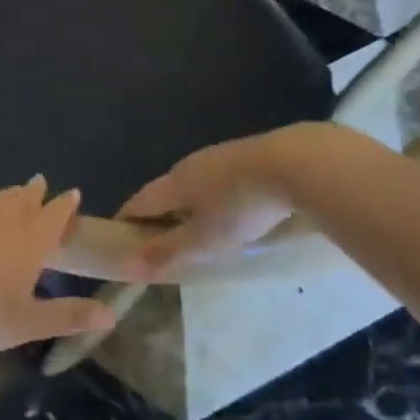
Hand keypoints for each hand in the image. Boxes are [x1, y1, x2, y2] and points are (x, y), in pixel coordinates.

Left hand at [0, 178, 115, 350]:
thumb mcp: (30, 322)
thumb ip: (69, 316)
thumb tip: (111, 315)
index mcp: (32, 240)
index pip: (55, 215)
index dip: (66, 205)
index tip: (73, 194)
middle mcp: (4, 220)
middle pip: (24, 198)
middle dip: (35, 191)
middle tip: (40, 183)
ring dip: (6, 194)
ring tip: (11, 193)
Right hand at [118, 132, 297, 276]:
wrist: (296, 163)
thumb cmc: (241, 206)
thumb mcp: (204, 239)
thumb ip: (168, 251)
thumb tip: (128, 265)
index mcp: (172, 184)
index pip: (137, 203)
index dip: (126, 222)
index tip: (123, 243)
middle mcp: (187, 165)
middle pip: (163, 191)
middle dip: (159, 215)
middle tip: (164, 242)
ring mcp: (217, 156)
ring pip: (192, 184)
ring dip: (189, 205)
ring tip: (200, 228)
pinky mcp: (245, 154)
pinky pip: (218, 179)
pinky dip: (214, 197)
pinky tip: (232, 209)